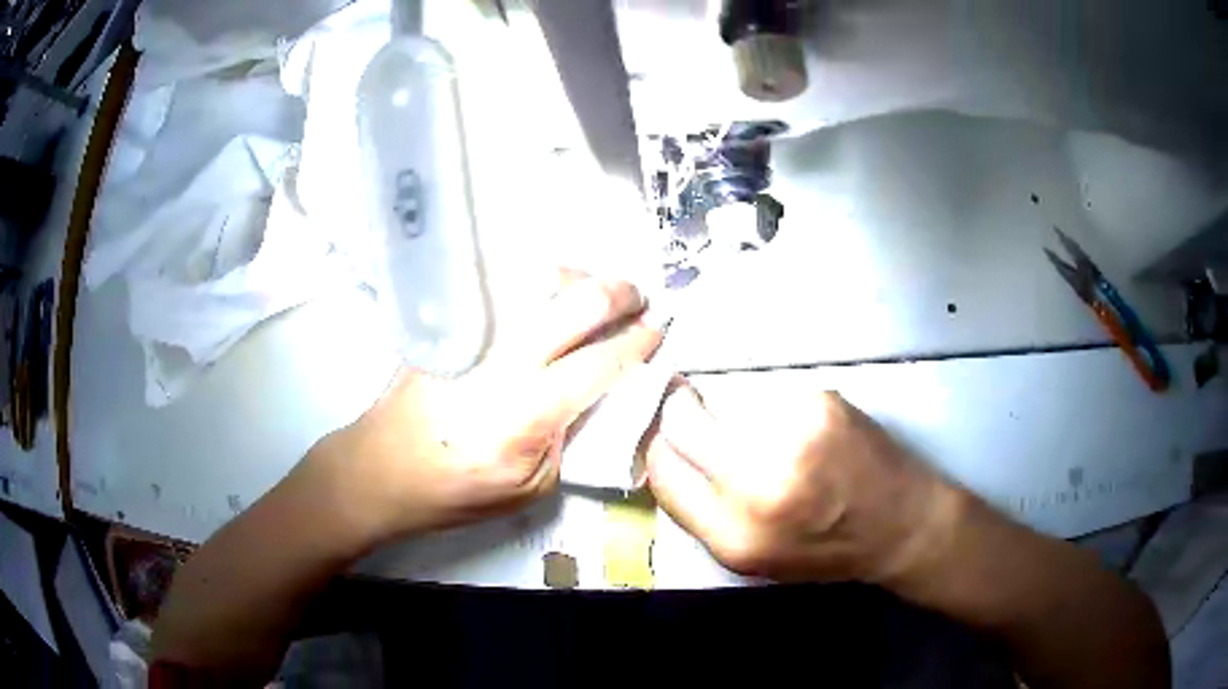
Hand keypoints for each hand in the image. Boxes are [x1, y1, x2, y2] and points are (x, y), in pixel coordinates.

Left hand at [308, 271, 661, 540]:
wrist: (380, 469)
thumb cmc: (454, 491)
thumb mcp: (529, 488)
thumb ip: (570, 437)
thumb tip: (599, 394)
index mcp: (526, 412)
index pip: (600, 362)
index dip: (638, 343)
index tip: (657, 334)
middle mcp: (502, 360)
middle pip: (576, 302)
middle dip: (619, 293)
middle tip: (639, 297)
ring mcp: (473, 334)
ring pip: (537, 280)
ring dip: (580, 277)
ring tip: (598, 287)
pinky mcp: (450, 324)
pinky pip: (502, 285)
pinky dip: (537, 278)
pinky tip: (549, 289)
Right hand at [646, 384, 963, 584]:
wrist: (902, 524)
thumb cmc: (827, 548)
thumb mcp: (754, 557)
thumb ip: (704, 512)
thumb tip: (668, 456)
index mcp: (734, 536)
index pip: (661, 470)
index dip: (660, 449)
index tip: (669, 438)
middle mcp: (758, 485)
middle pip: (682, 423)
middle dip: (682, 414)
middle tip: (697, 412)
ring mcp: (792, 437)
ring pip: (725, 402)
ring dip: (732, 411)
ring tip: (765, 430)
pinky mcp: (819, 403)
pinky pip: (767, 393)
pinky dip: (772, 405)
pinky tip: (799, 425)